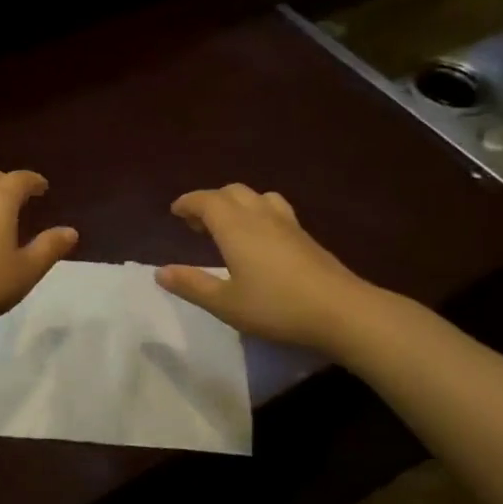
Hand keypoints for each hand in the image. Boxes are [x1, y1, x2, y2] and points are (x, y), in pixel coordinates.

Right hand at [156, 185, 390, 353]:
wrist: (342, 311)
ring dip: (236, 204)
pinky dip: (257, 213)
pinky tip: (260, 240)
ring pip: (256, 197)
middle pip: (231, 192)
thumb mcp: (225, 303)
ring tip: (228, 226)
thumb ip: (192, 285)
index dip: (187, 202)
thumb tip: (160, 272)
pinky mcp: (306, 237)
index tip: (175, 211)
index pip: (205, 200)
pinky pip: (275, 209)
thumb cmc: (276, 307)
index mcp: (235, 227)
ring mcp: (287, 224)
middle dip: (210, 202)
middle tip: (197, 224)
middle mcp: (260, 216)